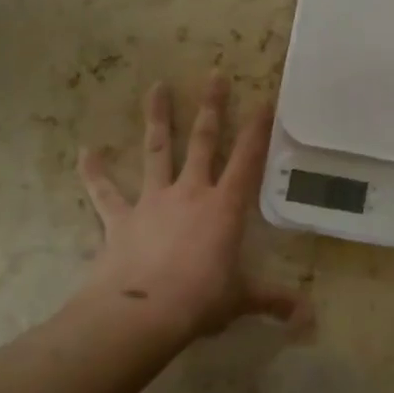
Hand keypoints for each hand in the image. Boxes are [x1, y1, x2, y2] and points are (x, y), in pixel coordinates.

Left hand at [78, 73, 303, 341]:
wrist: (142, 314)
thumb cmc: (200, 301)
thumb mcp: (241, 299)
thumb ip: (273, 301)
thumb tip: (307, 317)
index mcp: (224, 207)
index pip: (248, 160)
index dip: (258, 129)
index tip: (265, 98)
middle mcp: (190, 192)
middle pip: (204, 141)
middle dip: (211, 107)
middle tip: (214, 75)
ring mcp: (153, 201)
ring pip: (157, 150)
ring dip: (157, 118)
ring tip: (156, 87)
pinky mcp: (121, 219)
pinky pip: (105, 192)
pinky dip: (95, 172)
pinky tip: (86, 151)